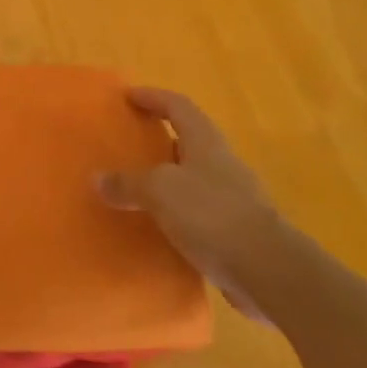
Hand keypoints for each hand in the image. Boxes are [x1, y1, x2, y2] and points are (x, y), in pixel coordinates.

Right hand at [99, 87, 287, 318]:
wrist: (268, 271)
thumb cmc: (212, 214)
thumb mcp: (160, 192)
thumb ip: (128, 183)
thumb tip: (97, 179)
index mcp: (206, 142)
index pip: (178, 106)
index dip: (152, 97)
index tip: (128, 96)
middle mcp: (222, 164)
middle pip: (189, 140)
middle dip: (160, 140)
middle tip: (128, 145)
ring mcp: (234, 199)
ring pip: (194, 179)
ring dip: (168, 180)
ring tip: (137, 189)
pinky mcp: (237, 232)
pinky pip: (199, 214)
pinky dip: (177, 215)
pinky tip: (158, 229)